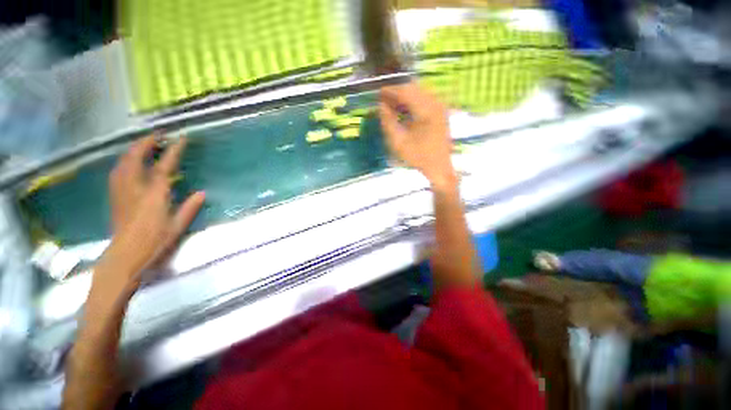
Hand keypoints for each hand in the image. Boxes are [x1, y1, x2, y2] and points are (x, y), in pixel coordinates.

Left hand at [97, 135, 204, 294]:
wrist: (124, 256)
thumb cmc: (154, 243)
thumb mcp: (177, 227)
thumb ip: (189, 208)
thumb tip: (201, 193)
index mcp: (154, 195)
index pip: (164, 167)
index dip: (172, 151)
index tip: (180, 139)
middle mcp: (134, 188)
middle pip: (136, 158)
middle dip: (146, 143)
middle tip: (157, 135)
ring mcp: (121, 191)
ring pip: (123, 162)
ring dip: (133, 149)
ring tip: (143, 144)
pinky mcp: (115, 196)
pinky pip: (117, 171)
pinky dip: (124, 161)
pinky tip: (128, 161)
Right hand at [379, 82, 456, 189]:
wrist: (439, 167)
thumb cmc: (418, 157)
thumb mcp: (399, 142)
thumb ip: (388, 122)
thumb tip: (380, 106)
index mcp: (426, 110)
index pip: (406, 91)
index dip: (390, 91)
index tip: (378, 94)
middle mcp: (435, 103)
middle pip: (413, 89)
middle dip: (397, 92)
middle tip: (383, 100)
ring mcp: (440, 107)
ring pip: (419, 93)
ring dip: (404, 97)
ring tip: (391, 105)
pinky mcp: (440, 112)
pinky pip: (424, 100)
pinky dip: (412, 102)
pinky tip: (403, 110)